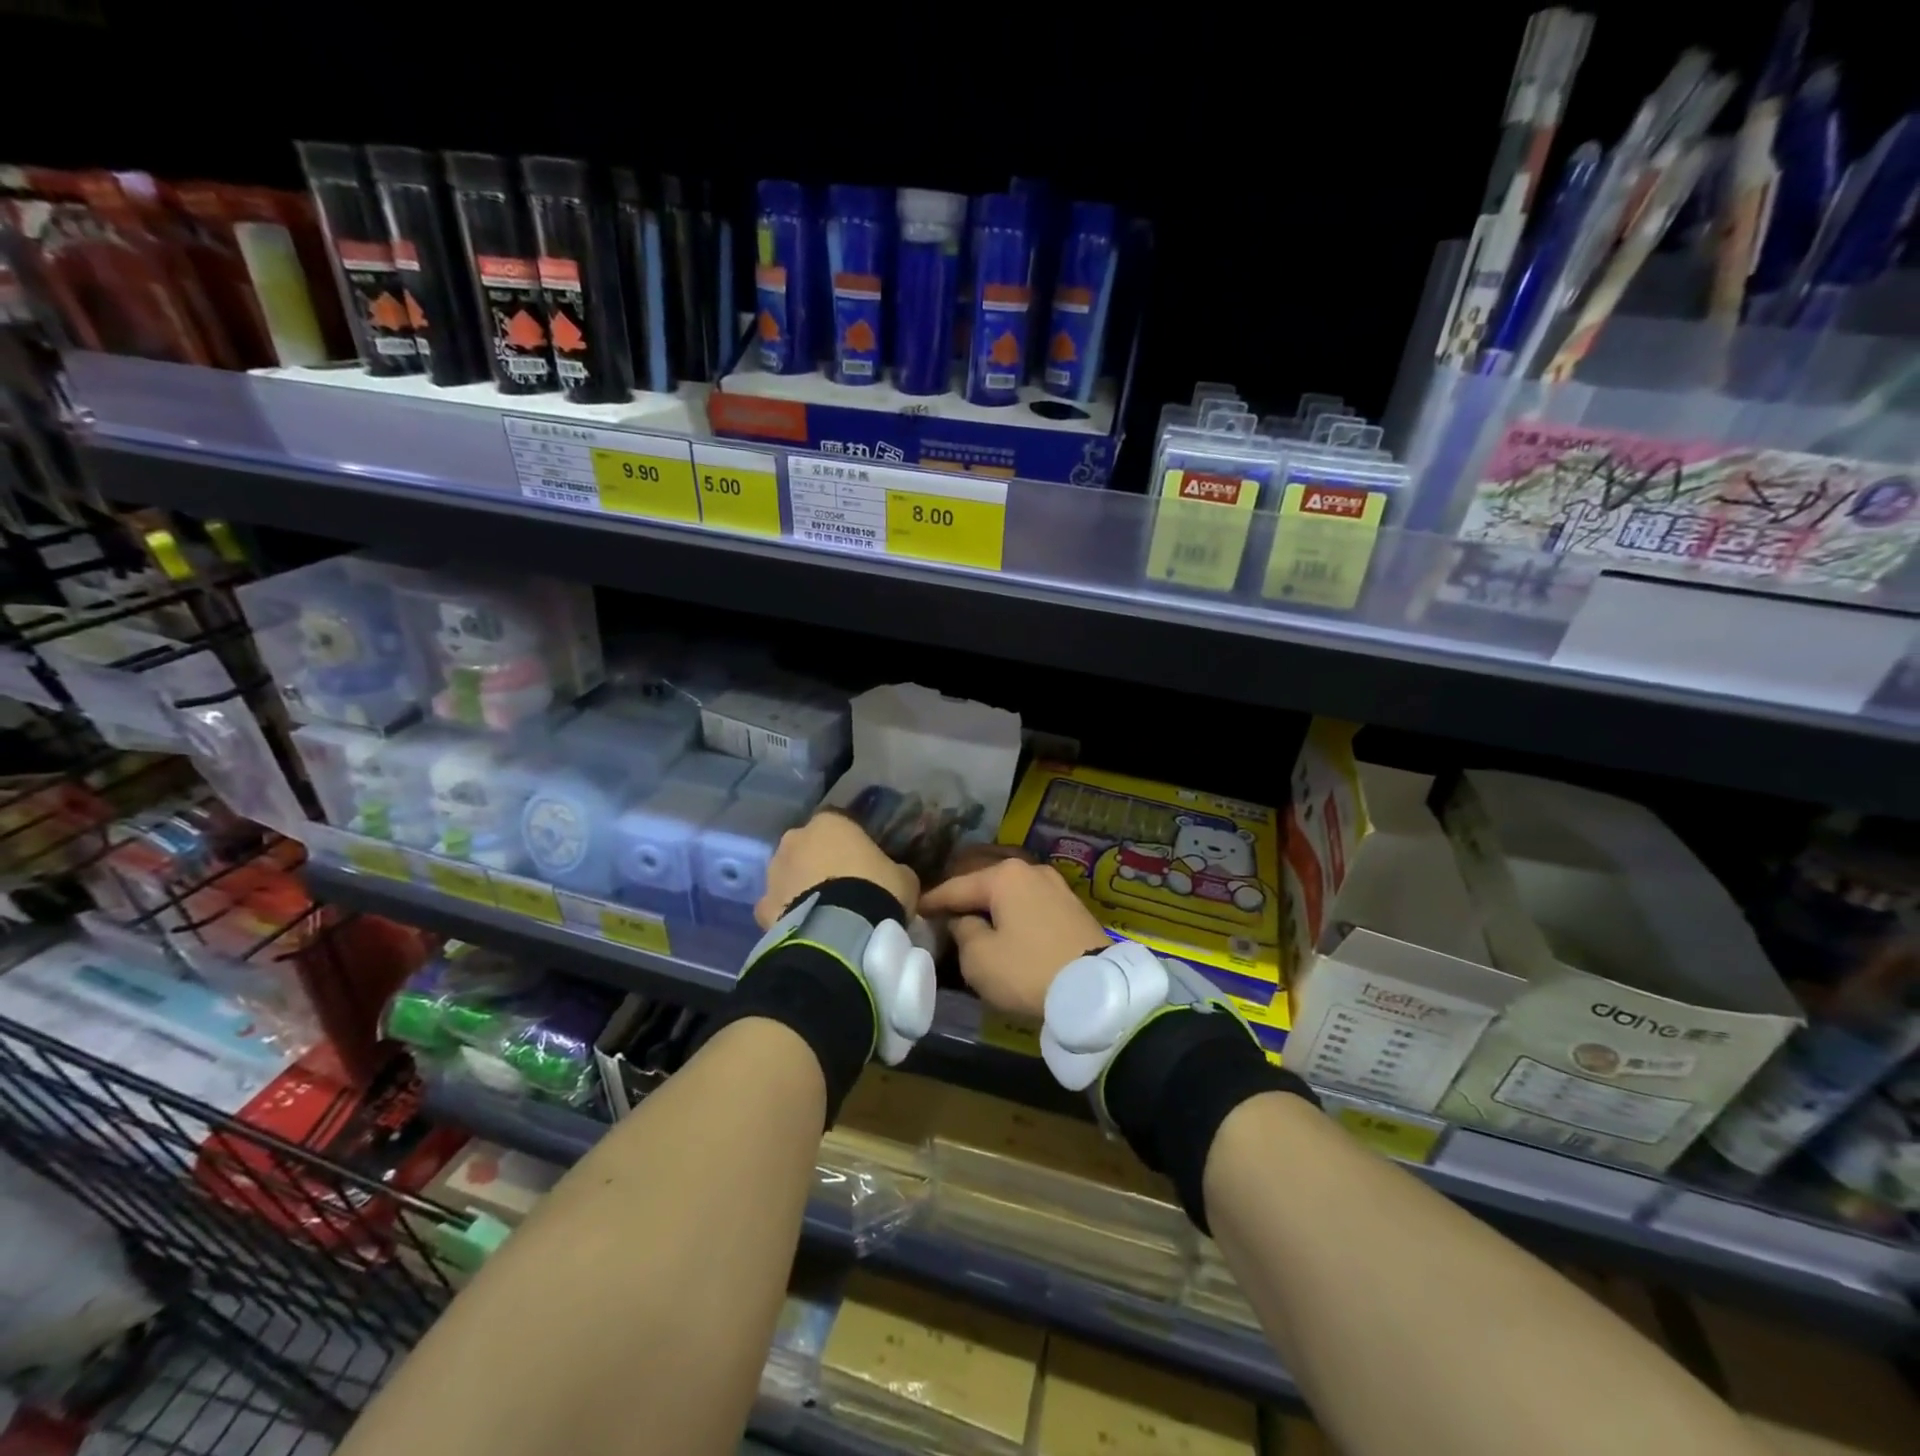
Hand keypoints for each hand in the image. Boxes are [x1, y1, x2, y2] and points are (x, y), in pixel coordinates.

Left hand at [754, 810, 920, 929]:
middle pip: (808, 846)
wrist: (839, 933)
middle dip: (821, 862)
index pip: (840, 823)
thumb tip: (893, 875)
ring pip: (789, 874)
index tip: (864, 862)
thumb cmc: (876, 890)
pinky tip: (806, 927)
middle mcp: (795, 839)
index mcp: (830, 822)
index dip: (851, 843)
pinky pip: (778, 906)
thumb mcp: (903, 876)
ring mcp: (774, 873)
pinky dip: (788, 914)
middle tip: (843, 886)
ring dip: (802, 886)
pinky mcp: (762, 907)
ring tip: (824, 910)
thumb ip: (894, 869)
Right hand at [918, 856, 1108, 1020]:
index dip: (933, 901)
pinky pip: (1031, 907)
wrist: (1095, 990)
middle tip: (942, 915)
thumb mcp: (979, 958)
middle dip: (964, 900)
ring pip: (1011, 895)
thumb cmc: (1027, 969)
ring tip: (974, 923)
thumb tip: (964, 921)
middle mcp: (1031, 871)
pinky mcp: (1073, 907)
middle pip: (986, 885)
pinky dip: (1014, 916)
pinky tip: (1006, 929)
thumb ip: (963, 932)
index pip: (957, 887)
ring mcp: (1056, 887)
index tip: (914, 909)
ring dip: (992, 909)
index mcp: (1004, 876)